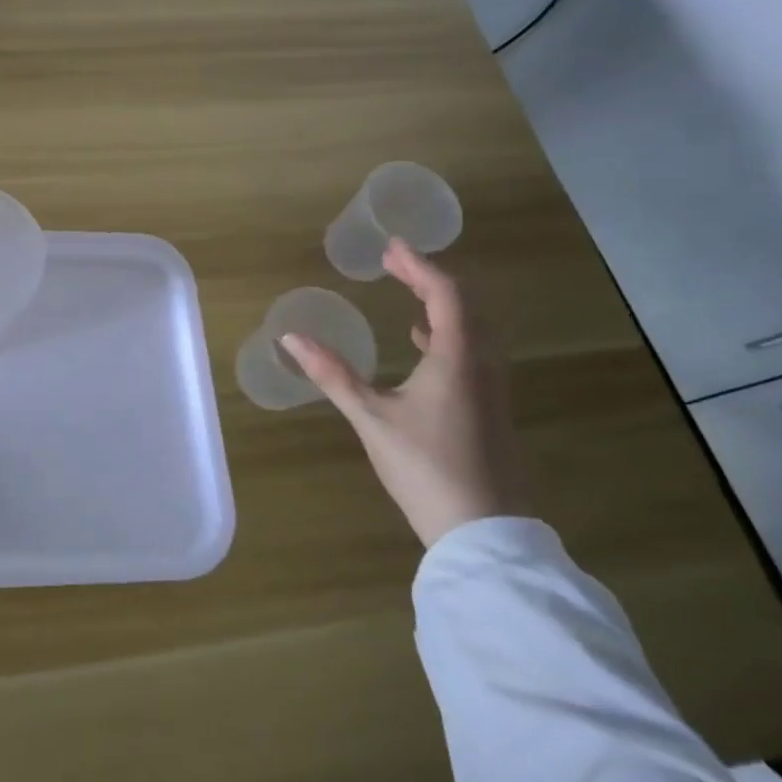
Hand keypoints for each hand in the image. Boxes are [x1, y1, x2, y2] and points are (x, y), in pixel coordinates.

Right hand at [281, 240, 526, 547]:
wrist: (483, 534)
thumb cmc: (426, 468)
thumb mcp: (371, 418)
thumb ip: (333, 375)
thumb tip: (291, 337)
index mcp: (457, 360)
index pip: (446, 295)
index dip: (419, 266)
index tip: (391, 247)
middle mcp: (482, 367)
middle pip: (465, 306)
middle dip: (429, 278)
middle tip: (394, 263)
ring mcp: (491, 390)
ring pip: (473, 329)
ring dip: (441, 303)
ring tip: (408, 290)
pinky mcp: (488, 410)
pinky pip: (471, 352)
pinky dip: (447, 333)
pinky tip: (422, 342)